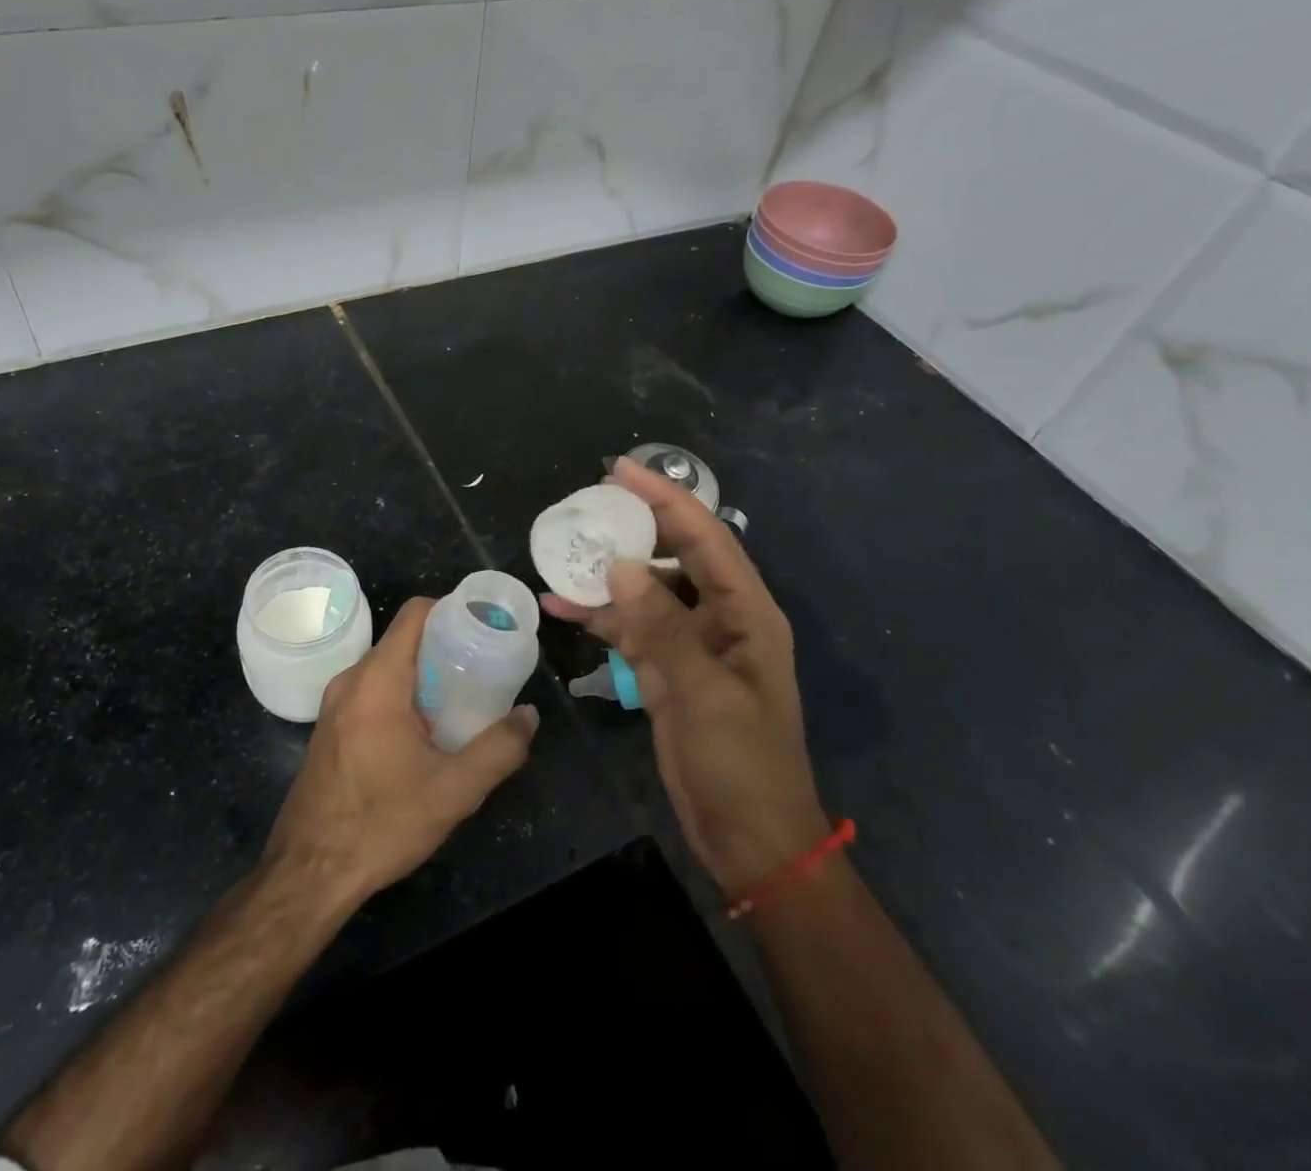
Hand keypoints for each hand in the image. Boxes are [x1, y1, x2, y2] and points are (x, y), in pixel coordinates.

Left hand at [264, 596, 538, 905]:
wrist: (309, 873)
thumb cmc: (381, 822)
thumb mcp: (454, 790)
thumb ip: (499, 749)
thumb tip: (529, 716)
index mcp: (377, 680)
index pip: (415, 614)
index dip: (452, 611)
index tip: (484, 629)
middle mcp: (351, 680)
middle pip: (403, 640)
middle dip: (444, 646)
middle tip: (482, 667)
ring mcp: (334, 705)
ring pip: (386, 668)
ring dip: (422, 673)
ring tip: (460, 698)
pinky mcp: (329, 728)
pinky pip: (371, 691)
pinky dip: (401, 694)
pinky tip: (425, 730)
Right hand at [543, 458, 827, 896]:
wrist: (750, 840)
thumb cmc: (742, 765)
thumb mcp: (704, 694)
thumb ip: (662, 627)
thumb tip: (620, 568)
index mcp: (746, 613)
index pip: (705, 538)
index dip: (665, 499)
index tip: (621, 470)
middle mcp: (720, 618)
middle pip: (674, 556)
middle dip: (633, 528)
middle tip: (586, 506)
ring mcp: (691, 646)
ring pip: (646, 593)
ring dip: (607, 577)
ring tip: (561, 556)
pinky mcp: (667, 672)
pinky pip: (631, 630)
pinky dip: (600, 618)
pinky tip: (561, 609)